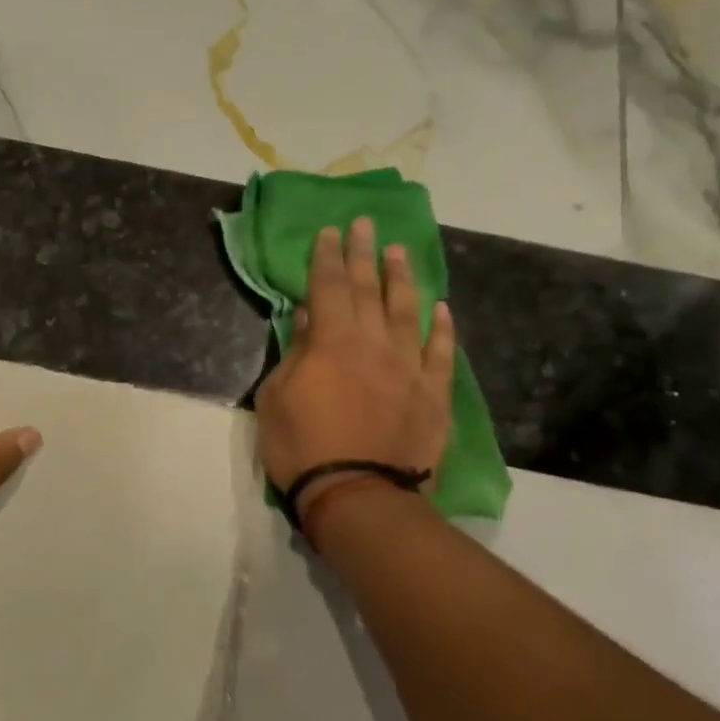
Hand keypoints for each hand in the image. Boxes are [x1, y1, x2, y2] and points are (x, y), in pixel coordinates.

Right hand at [255, 220, 454, 528]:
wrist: (357, 495)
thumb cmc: (302, 447)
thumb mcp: (277, 397)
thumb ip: (295, 353)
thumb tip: (307, 317)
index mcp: (332, 342)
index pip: (328, 287)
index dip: (326, 257)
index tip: (329, 232)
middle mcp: (374, 343)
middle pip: (368, 290)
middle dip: (362, 254)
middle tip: (364, 225)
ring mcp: (409, 367)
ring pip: (408, 311)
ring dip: (402, 279)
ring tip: (399, 252)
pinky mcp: (433, 393)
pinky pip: (441, 352)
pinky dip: (442, 328)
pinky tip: (442, 308)